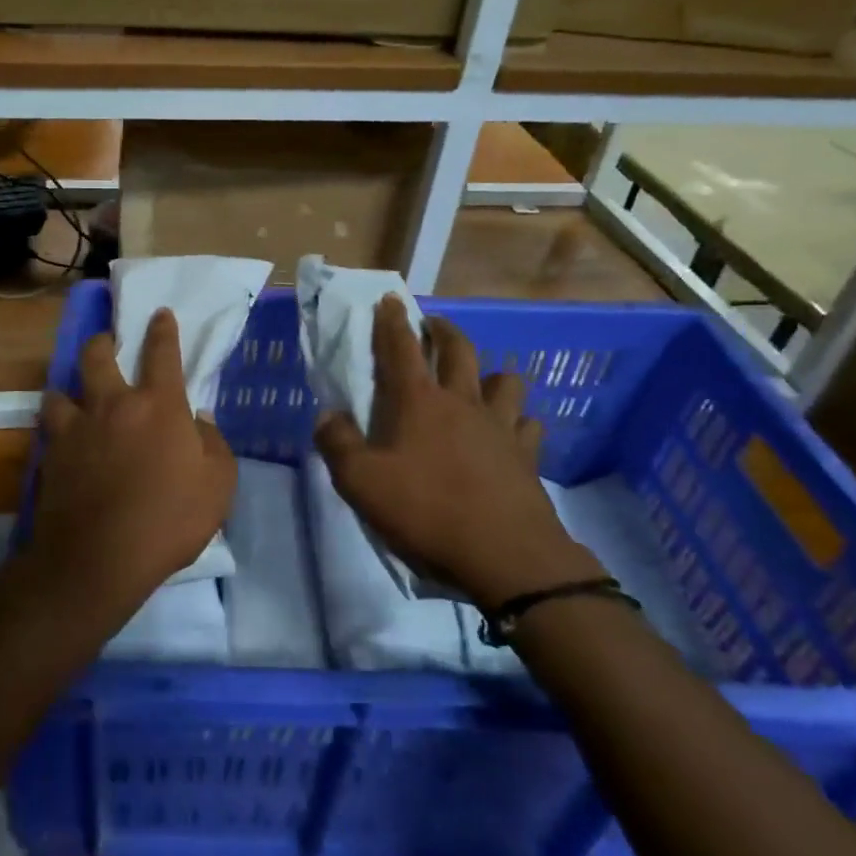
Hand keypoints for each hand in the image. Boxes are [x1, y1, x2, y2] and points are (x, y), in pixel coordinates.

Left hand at [34, 309, 236, 617]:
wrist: (99, 558)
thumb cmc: (169, 519)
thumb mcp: (218, 485)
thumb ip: (213, 445)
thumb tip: (199, 421)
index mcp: (158, 405)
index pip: (162, 353)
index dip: (163, 330)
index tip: (160, 314)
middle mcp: (113, 405)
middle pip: (98, 356)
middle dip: (103, 342)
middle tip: (107, 343)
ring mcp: (76, 428)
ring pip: (61, 389)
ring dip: (69, 386)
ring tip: (74, 395)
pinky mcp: (51, 455)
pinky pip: (48, 427)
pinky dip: (56, 425)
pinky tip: (61, 437)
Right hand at [314, 296, 601, 610]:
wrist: (505, 556)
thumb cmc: (427, 512)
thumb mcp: (361, 484)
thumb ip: (337, 445)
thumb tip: (327, 417)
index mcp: (418, 402)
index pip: (401, 347)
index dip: (392, 321)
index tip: (389, 300)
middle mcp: (462, 402)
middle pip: (458, 349)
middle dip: (442, 330)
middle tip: (433, 325)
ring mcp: (500, 426)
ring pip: (504, 380)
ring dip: (490, 373)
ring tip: (479, 381)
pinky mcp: (527, 455)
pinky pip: (528, 424)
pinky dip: (519, 421)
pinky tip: (511, 433)